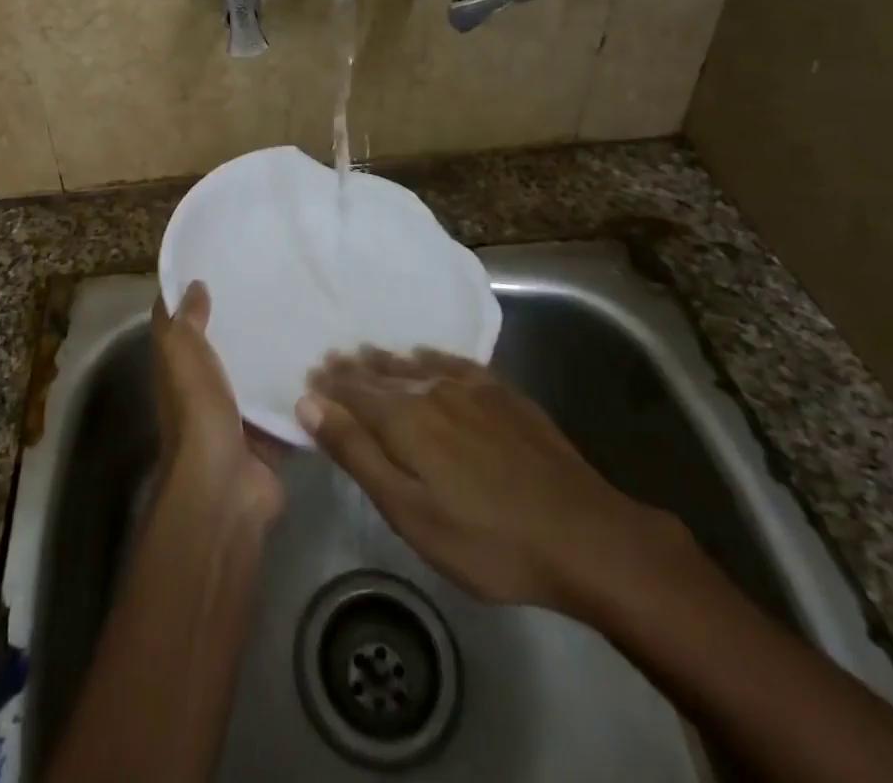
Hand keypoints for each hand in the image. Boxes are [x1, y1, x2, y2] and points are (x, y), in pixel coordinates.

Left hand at [153, 282, 284, 525]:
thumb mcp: (183, 355)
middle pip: (223, 346)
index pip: (182, 322)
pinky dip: (302, 389)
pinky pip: (287, 404)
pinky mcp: (269, 434)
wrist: (227, 487)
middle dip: (244, 319)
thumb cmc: (198, 412)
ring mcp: (238, 413)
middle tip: (277, 282)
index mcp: (179, 367)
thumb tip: (194, 284)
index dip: (192, 293)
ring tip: (307, 312)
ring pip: (258, 373)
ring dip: (276, 353)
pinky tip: (324, 360)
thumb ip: (187, 321)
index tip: (221, 262)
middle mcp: (205, 388)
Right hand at [298, 347, 686, 619]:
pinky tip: (427, 356)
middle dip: (353, 369)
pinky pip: (455, 363)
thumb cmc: (485, 539)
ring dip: (386, 361)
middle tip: (330, 360)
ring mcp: (472, 389)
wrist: (583, 535)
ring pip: (416, 366)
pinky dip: (432, 358)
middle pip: (382, 375)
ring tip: (367, 353)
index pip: (354, 393)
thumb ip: (357, 454)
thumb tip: (310, 403)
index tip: (309, 377)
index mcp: (404, 419)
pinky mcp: (504, 394)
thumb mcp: (409, 511)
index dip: (329, 387)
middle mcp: (432, 390)